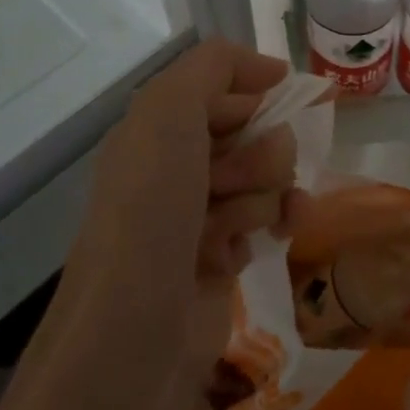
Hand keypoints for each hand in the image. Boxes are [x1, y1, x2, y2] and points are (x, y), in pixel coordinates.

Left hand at [0, 39, 297, 409]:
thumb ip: (210, 69)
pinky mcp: (223, 259)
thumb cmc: (150, 217)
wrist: (134, 341)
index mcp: (155, 130)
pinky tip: (274, 241)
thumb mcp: (167, 116)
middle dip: (257, 154)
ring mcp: (200, 216)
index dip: (253, 93)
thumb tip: (269, 72)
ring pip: (267, 178)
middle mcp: (177, 167)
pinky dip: (276, 225)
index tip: (276, 104)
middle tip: (229, 186)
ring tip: (235, 229)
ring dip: (264, 195)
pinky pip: (270, 220)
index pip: (223, 87)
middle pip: (253, 133)